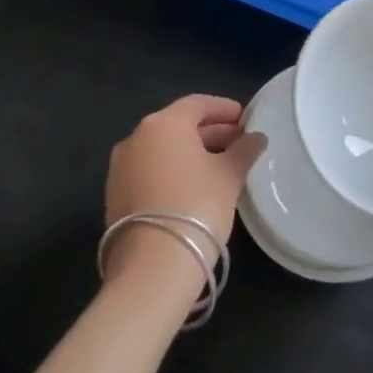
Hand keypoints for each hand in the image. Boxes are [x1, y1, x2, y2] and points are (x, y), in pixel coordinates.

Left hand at [104, 95, 266, 293]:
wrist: (152, 268)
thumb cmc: (197, 206)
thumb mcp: (229, 176)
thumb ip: (244, 151)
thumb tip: (257, 138)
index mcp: (164, 123)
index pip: (198, 104)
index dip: (224, 109)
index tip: (245, 118)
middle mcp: (136, 137)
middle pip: (179, 125)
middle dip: (210, 131)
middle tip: (238, 143)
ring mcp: (120, 167)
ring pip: (162, 149)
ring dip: (191, 152)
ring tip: (220, 165)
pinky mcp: (115, 195)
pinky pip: (149, 170)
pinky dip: (172, 171)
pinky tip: (194, 187)